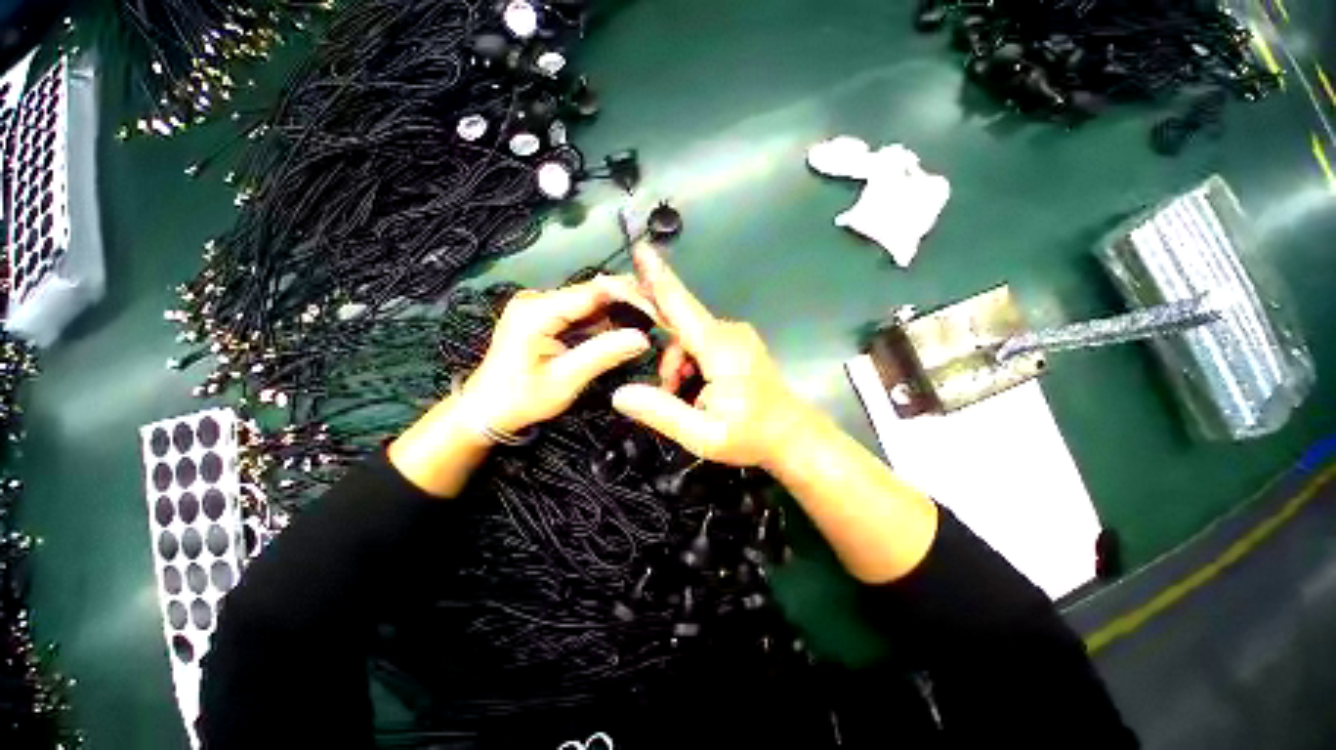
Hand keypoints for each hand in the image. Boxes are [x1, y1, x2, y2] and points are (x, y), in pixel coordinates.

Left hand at [459, 275, 655, 434]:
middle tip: (661, 319)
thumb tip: (643, 338)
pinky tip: (629, 330)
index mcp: (537, 310)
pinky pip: (584, 315)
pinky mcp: (547, 317)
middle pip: (595, 293)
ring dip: (622, 313)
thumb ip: (602, 355)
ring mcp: (543, 307)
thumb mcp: (564, 380)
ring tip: (652, 324)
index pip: (594, 291)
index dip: (630, 297)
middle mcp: (539, 299)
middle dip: (630, 303)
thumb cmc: (520, 399)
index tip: (660, 311)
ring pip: (593, 303)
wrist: (485, 411)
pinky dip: (607, 323)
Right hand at [612, 245, 810, 467]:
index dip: (658, 278)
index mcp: (720, 348)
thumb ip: (661, 413)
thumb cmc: (752, 437)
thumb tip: (620, 394)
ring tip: (684, 399)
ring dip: (675, 366)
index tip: (641, 248)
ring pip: (687, 338)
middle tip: (666, 391)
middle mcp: (728, 332)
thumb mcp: (703, 435)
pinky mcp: (736, 344)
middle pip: (678, 326)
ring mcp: (734, 336)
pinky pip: (700, 344)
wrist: (793, 436)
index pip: (681, 306)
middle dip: (663, 354)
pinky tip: (694, 390)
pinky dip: (688, 364)